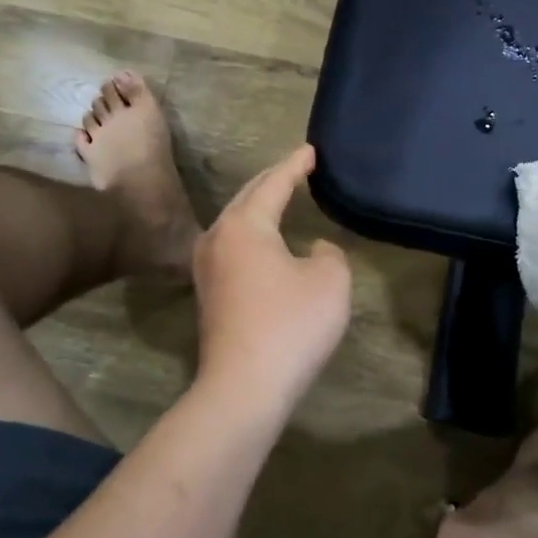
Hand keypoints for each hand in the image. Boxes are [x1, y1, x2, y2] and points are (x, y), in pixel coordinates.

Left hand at [193, 144, 352, 411]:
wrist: (243, 386)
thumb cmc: (291, 325)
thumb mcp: (330, 281)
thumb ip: (328, 253)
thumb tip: (314, 250)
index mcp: (244, 224)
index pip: (274, 183)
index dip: (295, 165)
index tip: (311, 151)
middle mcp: (217, 237)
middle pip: (247, 197)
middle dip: (272, 179)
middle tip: (296, 167)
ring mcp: (206, 267)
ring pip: (235, 222)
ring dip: (258, 206)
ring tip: (280, 196)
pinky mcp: (208, 293)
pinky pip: (232, 246)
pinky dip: (252, 232)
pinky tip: (265, 240)